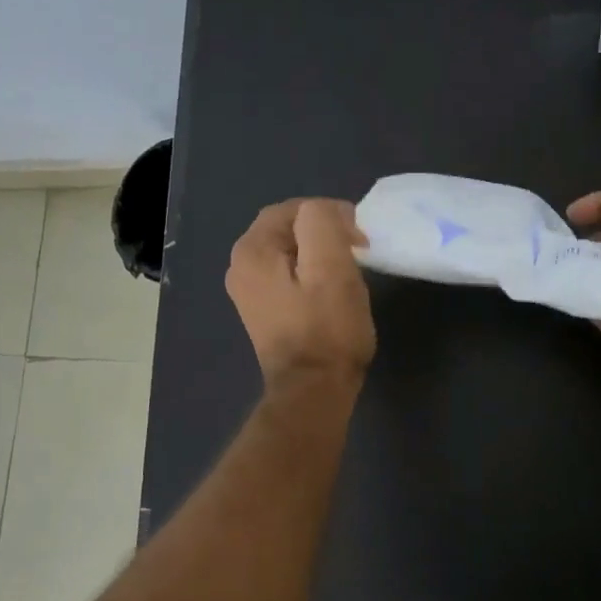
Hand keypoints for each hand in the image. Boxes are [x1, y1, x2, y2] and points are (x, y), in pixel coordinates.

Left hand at [226, 199, 375, 389]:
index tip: (359, 237)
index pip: (294, 209)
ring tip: (348, 272)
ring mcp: (249, 292)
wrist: (313, 391)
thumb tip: (327, 214)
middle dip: (325, 234)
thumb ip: (323, 223)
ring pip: (290, 253)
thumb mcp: (332, 267)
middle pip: (288, 230)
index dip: (330, 215)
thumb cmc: (327, 329)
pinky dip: (310, 275)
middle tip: (357, 251)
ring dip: (319, 255)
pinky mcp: (263, 312)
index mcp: (252, 250)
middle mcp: (241, 267)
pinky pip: (287, 277)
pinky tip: (331, 292)